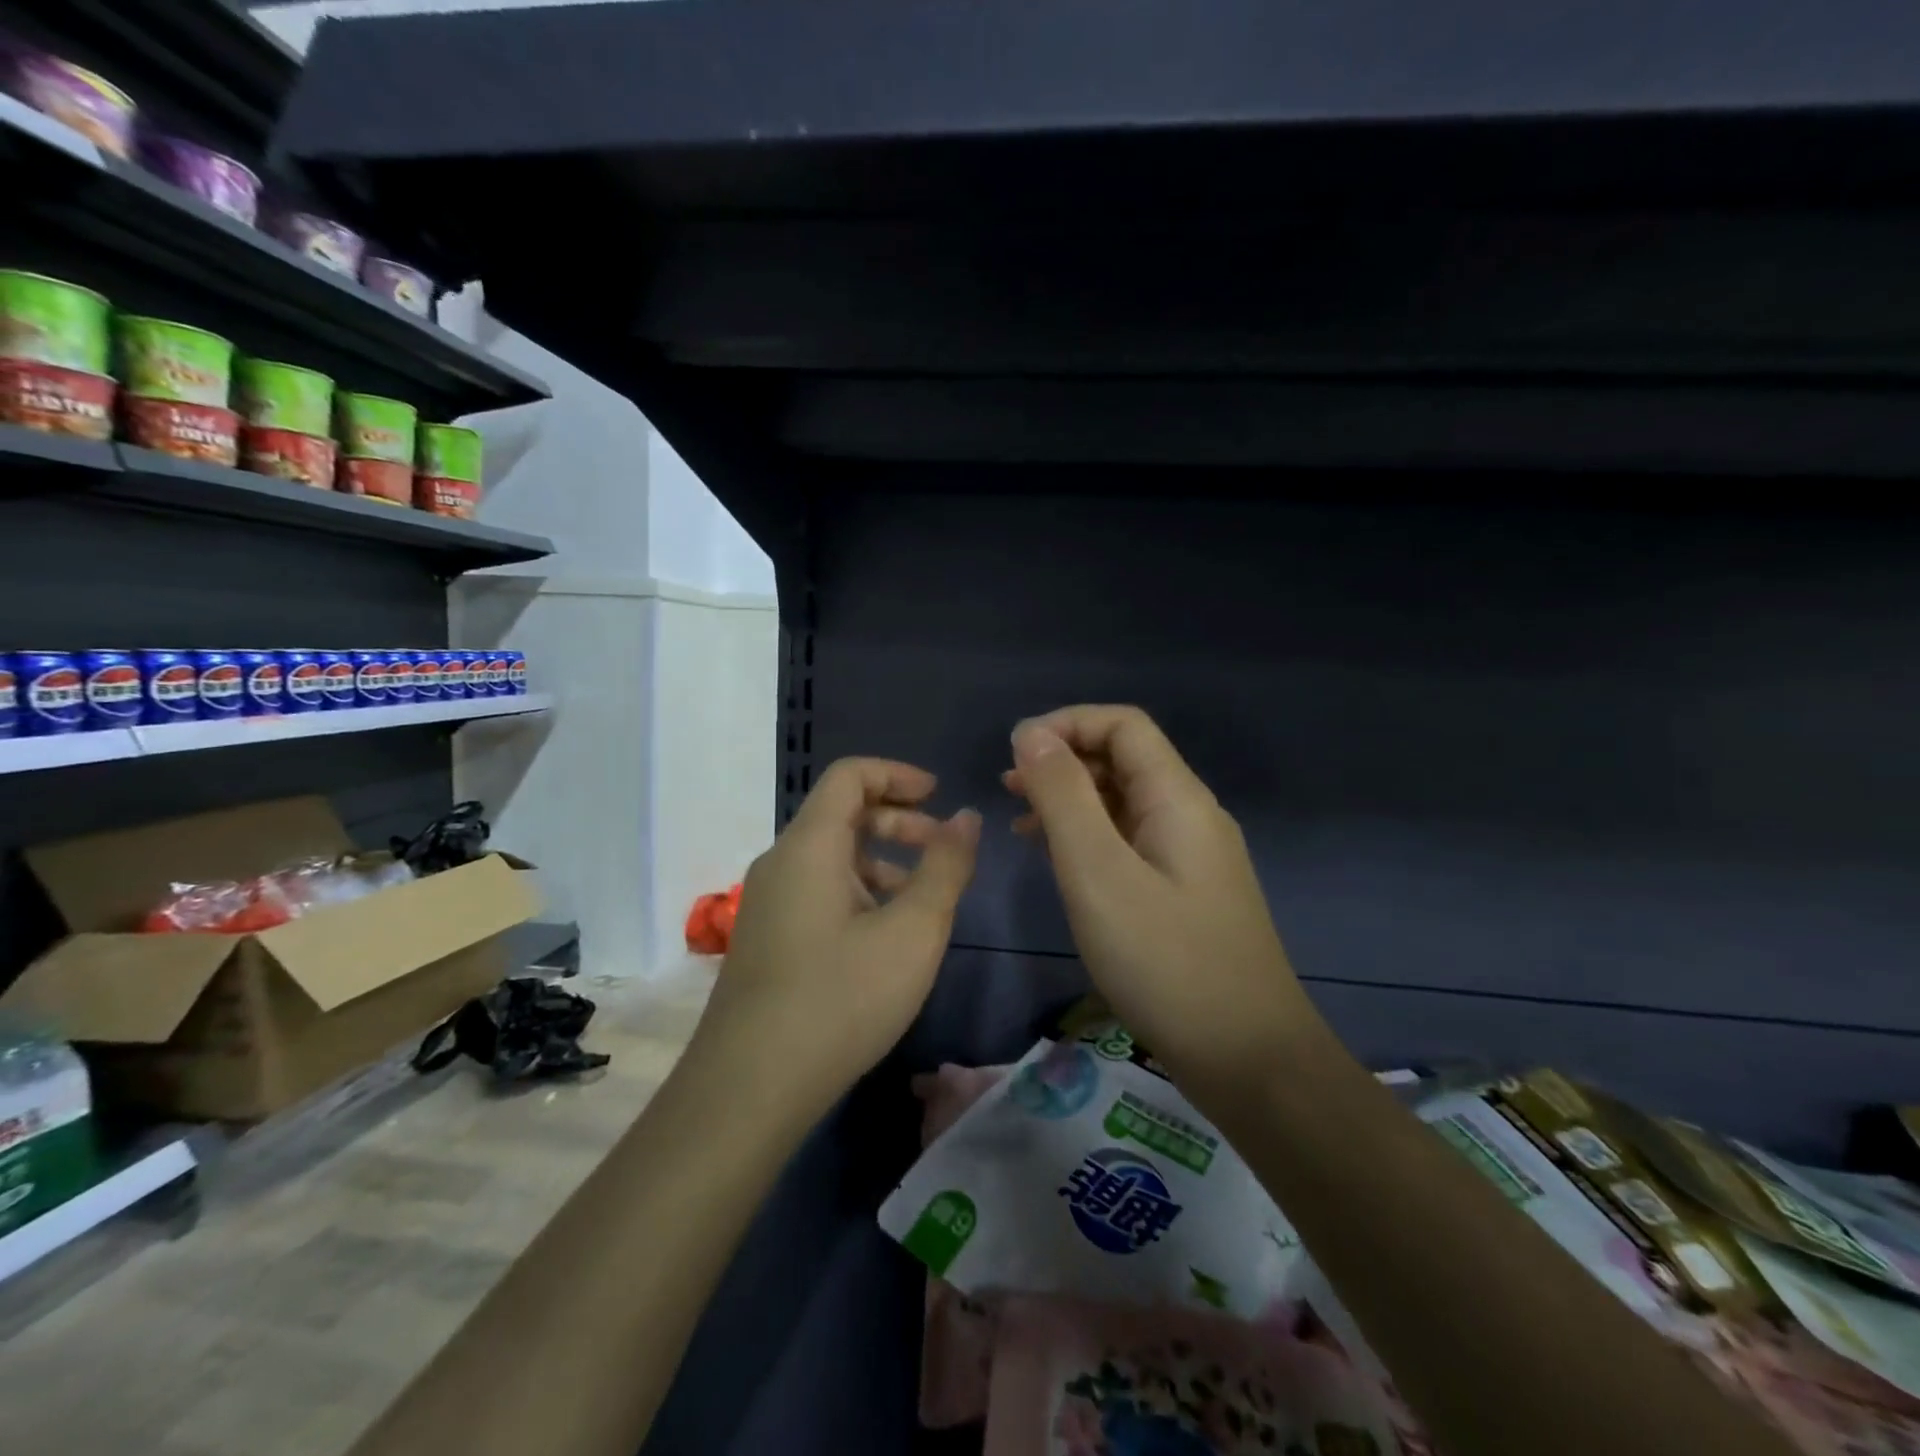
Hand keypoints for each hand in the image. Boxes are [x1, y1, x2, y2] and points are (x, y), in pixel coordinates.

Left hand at [701, 758, 980, 1117]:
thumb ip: (946, 867)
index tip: (940, 796)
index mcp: (809, 845)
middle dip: (899, 822)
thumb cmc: (841, 998)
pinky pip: (818, 891)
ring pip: (831, 858)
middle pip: (841, 814)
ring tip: (923, 900)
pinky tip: (885, 938)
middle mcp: (781, 863)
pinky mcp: (767, 939)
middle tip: (943, 851)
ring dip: (883, 862)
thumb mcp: (913, 931)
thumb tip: (966, 818)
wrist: (750, 1087)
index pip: (850, 776)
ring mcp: (768, 903)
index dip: (898, 775)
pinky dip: (859, 893)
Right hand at [1005, 706, 1315, 1095]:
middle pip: (1124, 759)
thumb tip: (1031, 734)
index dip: (1066, 724)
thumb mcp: (1098, 873)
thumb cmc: (1165, 961)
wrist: (1248, 1059)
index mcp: (1177, 798)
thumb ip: (1063, 797)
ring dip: (1072, 800)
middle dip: (1063, 762)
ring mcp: (1192, 856)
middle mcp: (1190, 815)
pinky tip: (1059, 862)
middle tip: (1008, 790)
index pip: (1123, 725)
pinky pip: (1131, 842)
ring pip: (1124, 802)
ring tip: (1021, 823)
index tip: (1014, 754)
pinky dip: (1090, 838)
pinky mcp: (1186, 892)